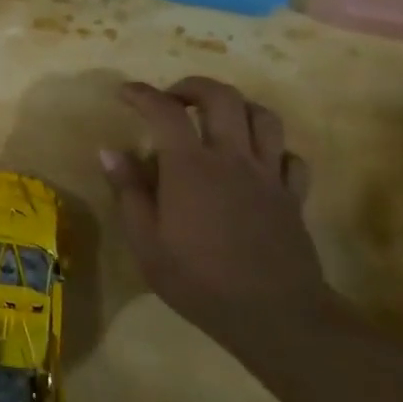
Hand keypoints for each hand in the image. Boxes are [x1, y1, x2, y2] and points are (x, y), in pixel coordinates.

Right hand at [99, 77, 328, 342]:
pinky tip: (255, 162)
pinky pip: (290, 156)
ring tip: (216, 120)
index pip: (165, 111)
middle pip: (222, 98)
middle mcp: (232, 158)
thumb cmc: (199, 280)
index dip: (142, 94)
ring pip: (263, 117)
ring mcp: (268, 175)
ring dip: (237, 107)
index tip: (125, 93)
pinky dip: (271, 149)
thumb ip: (129, 191)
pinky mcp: (293, 196)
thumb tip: (110, 151)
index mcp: (190, 167)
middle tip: (173, 99)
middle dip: (194, 87)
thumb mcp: (146, 242)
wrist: (274, 314)